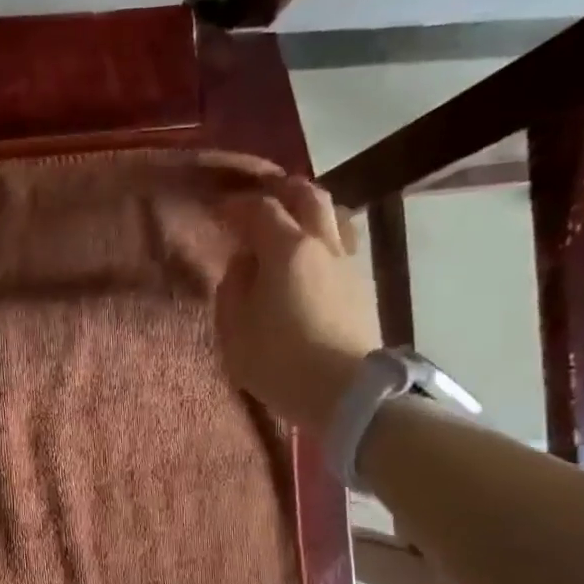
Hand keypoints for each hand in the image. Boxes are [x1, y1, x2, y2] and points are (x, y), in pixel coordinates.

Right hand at [212, 177, 379, 433]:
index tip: (220, 208)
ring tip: (293, 221)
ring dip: (311, 210)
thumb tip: (244, 264)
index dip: (238, 204)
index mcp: (286, 249)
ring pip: (335, 215)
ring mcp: (349, 264)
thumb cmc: (279, 361)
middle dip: (282, 191)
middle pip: (308, 197)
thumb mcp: (235, 330)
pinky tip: (314, 256)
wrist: (344, 392)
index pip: (261, 209)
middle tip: (260, 198)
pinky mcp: (363, 286)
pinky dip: (326, 236)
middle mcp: (322, 245)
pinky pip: (345, 243)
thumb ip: (233, 287)